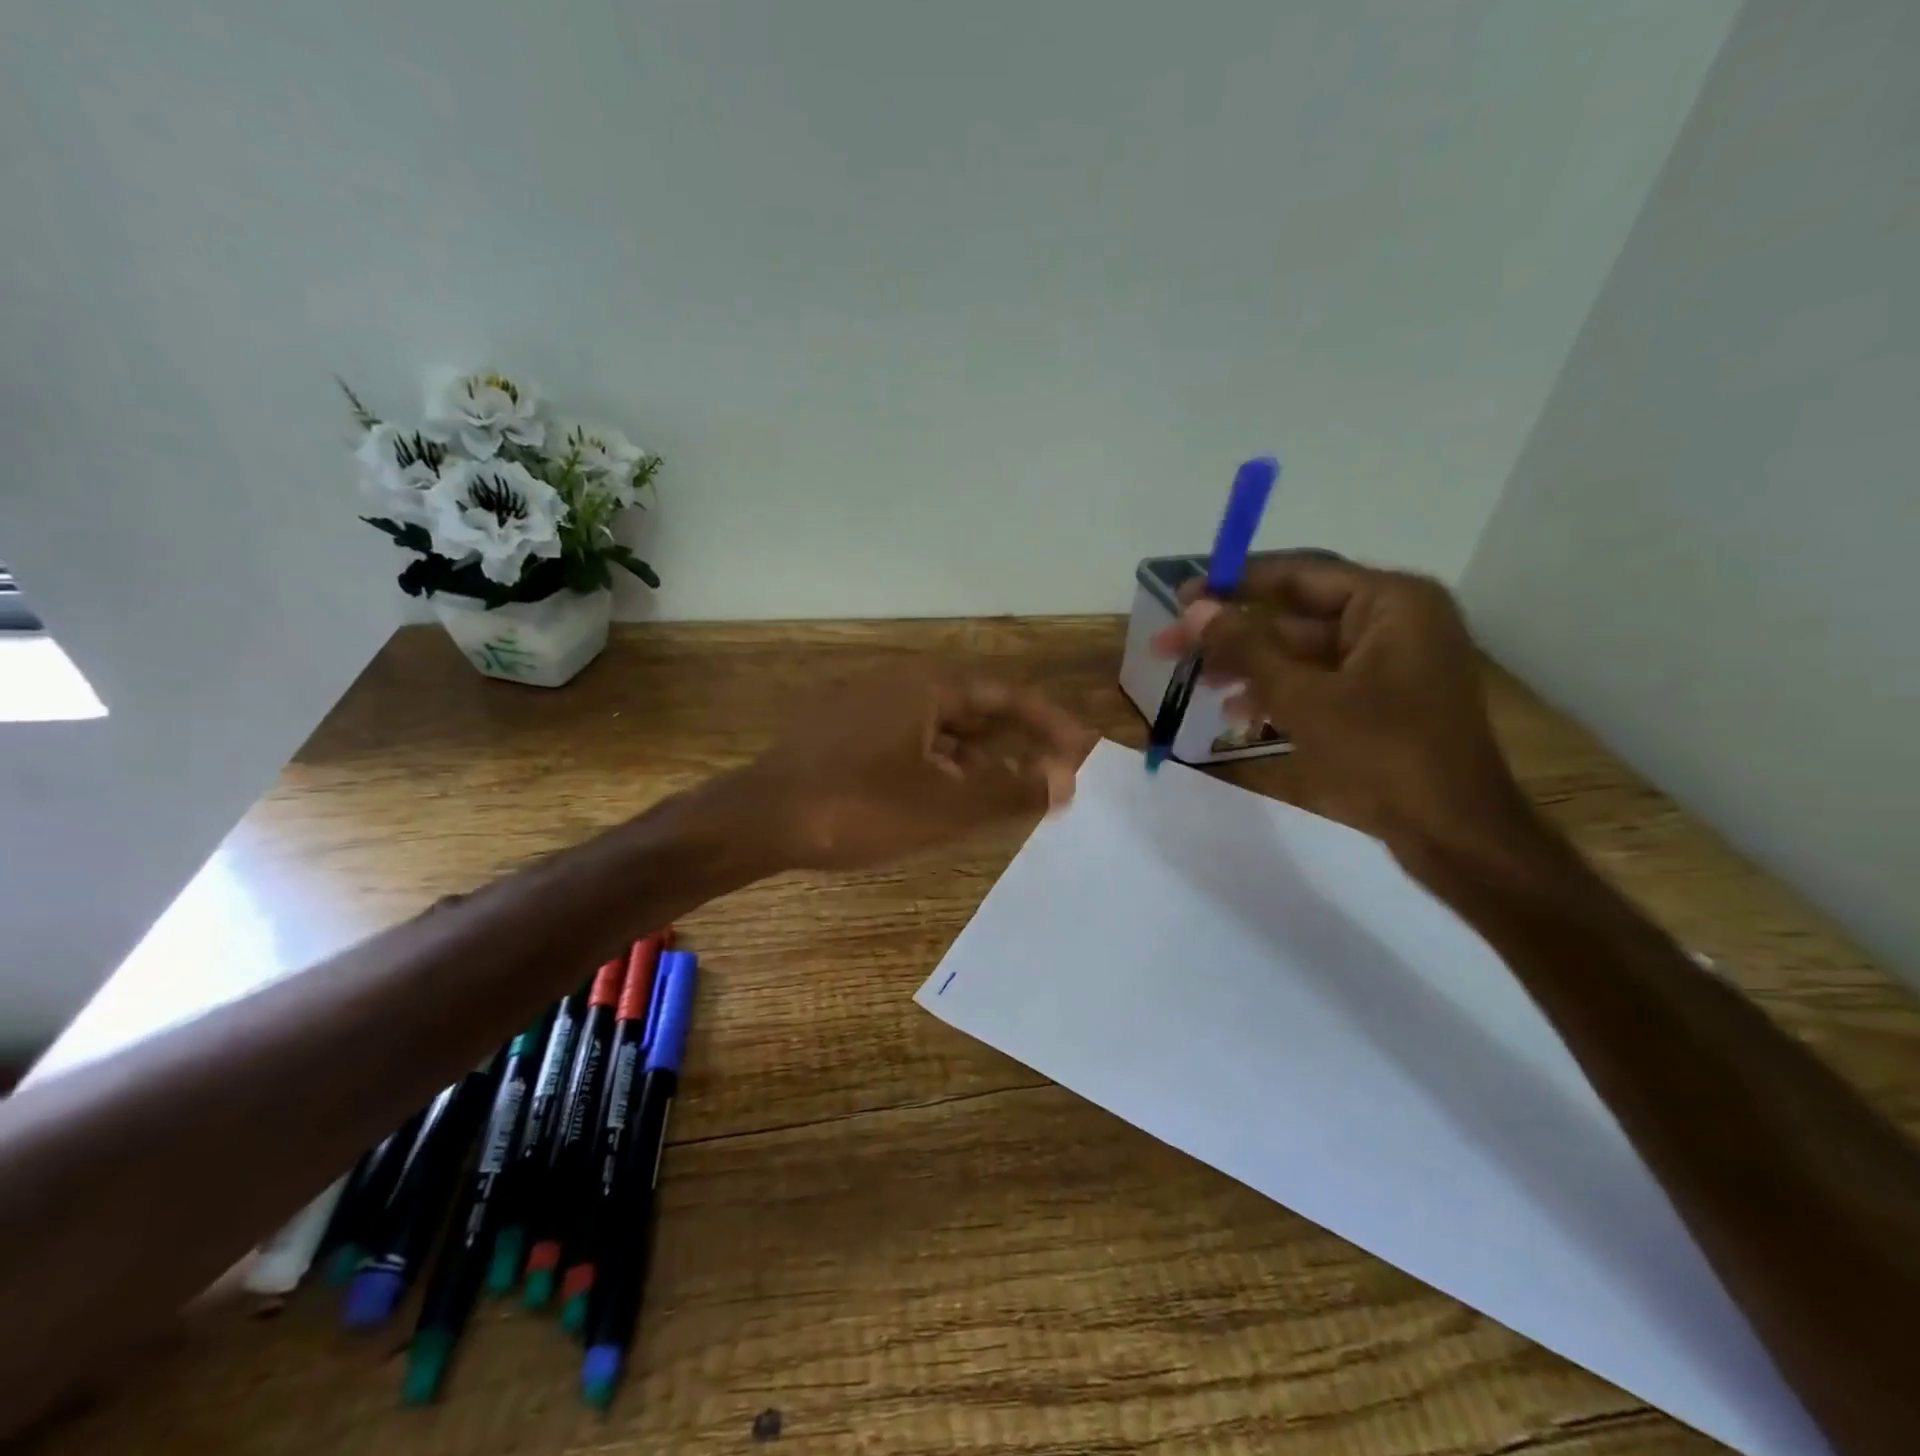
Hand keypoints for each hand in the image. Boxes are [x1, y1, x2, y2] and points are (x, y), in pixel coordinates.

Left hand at [729, 660, 1093, 871]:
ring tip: (1006, 793)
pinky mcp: (845, 732)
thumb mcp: (944, 805)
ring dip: (979, 757)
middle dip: (1017, 742)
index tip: (1083, 751)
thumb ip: (1010, 791)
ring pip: (942, 727)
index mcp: (928, 685)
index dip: (1050, 724)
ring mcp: (868, 706)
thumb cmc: (857, 807)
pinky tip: (946, 797)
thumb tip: (1065, 780)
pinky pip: (912, 740)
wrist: (757, 820)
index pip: (1008, 695)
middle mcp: (900, 683)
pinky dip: (941, 764)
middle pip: (977, 707)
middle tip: (1051, 776)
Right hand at [1151, 558, 1536, 866]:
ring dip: (1248, 667)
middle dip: (1233, 635)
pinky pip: (1319, 681)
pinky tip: (1238, 715)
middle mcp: (1394, 620)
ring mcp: (1390, 662)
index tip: (1181, 598)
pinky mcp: (1383, 699)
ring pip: (1301, 651)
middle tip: (1170, 647)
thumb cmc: (1383, 755)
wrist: (1454, 835)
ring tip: (1198, 685)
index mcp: (1391, 602)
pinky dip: (1279, 692)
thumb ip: (1247, 648)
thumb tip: (1196, 609)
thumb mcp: (1303, 698)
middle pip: (1294, 615)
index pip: (1297, 575)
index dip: (1232, 585)